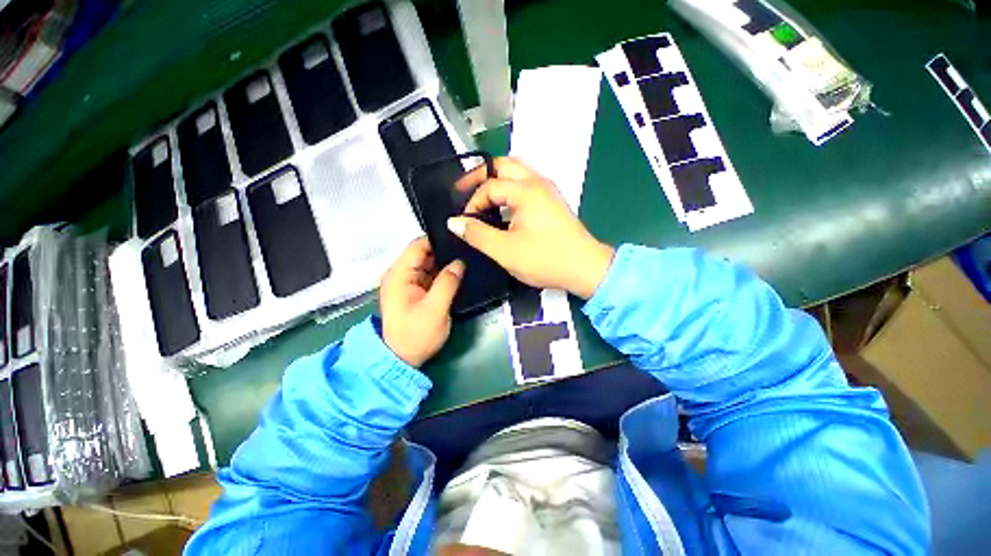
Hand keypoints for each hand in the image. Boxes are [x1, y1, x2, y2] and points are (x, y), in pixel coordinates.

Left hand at [379, 237, 464, 366]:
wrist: (400, 360)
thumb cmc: (416, 335)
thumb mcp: (435, 309)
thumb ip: (447, 282)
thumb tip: (459, 262)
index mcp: (399, 274)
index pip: (418, 245)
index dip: (439, 240)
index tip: (462, 239)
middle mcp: (398, 274)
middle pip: (423, 253)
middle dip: (444, 252)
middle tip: (470, 250)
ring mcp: (404, 283)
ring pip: (426, 264)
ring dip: (443, 264)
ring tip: (467, 261)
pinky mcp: (410, 293)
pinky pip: (426, 276)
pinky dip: (439, 276)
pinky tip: (457, 275)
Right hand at [447, 158, 613, 298]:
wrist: (586, 268)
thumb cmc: (547, 259)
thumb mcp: (505, 251)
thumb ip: (477, 234)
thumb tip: (455, 222)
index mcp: (525, 190)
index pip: (489, 186)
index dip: (471, 203)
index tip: (464, 223)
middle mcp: (537, 182)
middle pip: (503, 164)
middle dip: (480, 174)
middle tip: (462, 189)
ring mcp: (547, 189)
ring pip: (517, 170)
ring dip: (496, 177)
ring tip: (480, 194)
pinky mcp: (552, 200)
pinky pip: (526, 181)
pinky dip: (510, 185)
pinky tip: (502, 204)